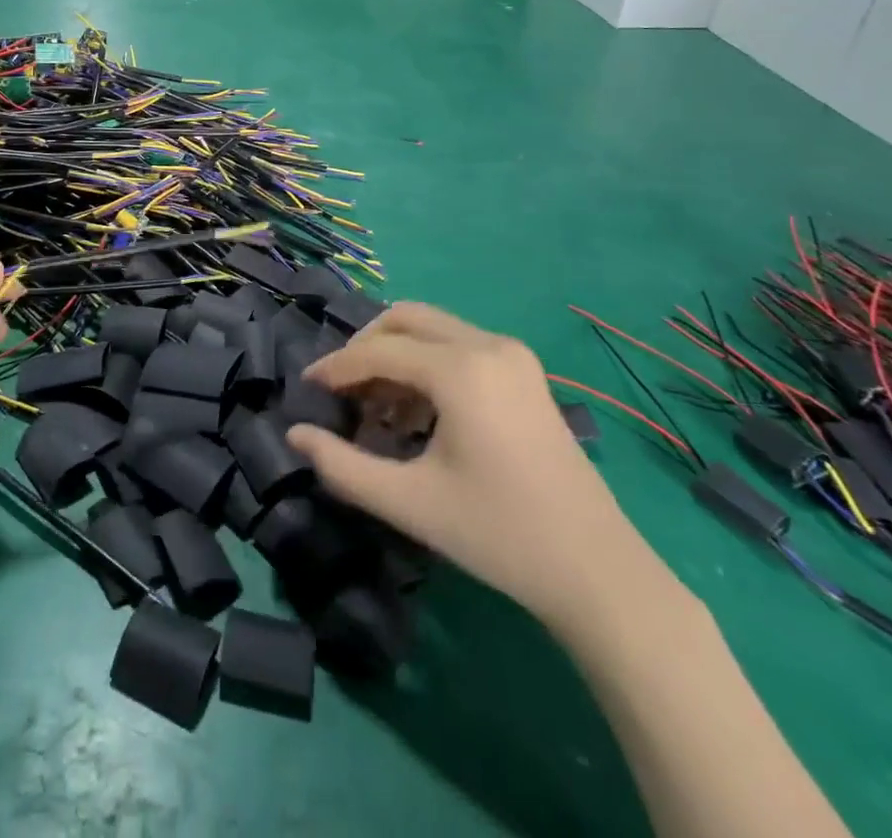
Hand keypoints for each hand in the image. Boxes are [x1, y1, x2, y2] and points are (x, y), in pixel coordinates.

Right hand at [286, 303, 660, 633]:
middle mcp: (489, 345)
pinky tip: (416, 414)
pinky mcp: (525, 372)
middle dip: (365, 347)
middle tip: (341, 389)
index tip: (306, 387)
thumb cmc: (498, 535)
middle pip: (406, 319)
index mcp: (462, 370)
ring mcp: (513, 355)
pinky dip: (426, 365)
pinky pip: (458, 346)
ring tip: (376, 409)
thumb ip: (342, 465)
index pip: (379, 350)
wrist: (597, 572)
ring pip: (433, 329)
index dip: (336, 366)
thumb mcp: (409, 502)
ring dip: (396, 355)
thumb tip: (294, 434)